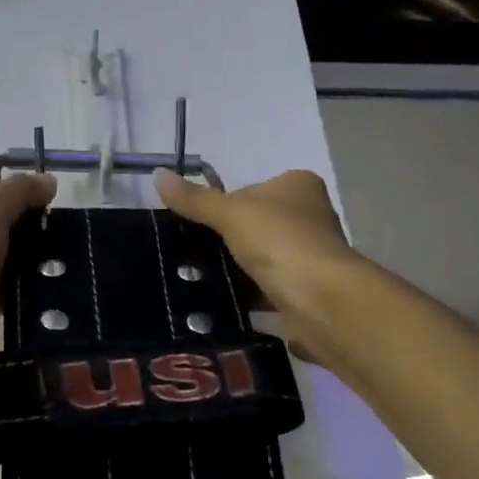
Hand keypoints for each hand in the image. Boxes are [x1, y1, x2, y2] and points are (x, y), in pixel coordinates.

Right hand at [153, 168, 359, 357]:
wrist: (320, 298)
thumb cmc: (279, 241)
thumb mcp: (229, 213)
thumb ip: (195, 199)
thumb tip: (158, 175)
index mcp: (298, 185)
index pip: (251, 190)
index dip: (224, 206)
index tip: (201, 226)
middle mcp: (311, 216)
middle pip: (257, 225)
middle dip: (230, 241)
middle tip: (195, 256)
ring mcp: (312, 254)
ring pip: (263, 258)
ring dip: (239, 270)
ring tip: (203, 281)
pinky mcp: (309, 289)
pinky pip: (270, 288)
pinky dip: (250, 295)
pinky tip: (225, 303)